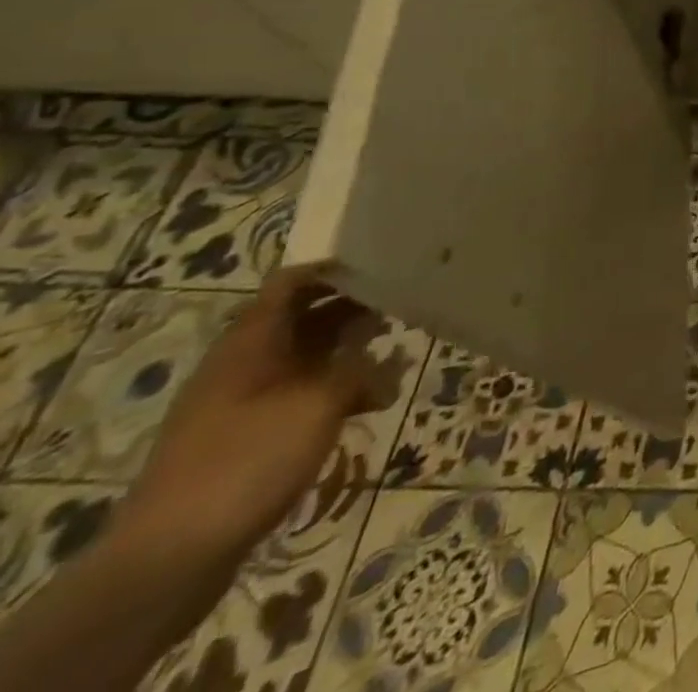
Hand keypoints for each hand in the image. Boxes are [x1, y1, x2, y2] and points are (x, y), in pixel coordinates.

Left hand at [115, 270, 381, 568]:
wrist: (169, 559)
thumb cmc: (248, 460)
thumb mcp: (320, 403)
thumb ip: (360, 371)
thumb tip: (387, 364)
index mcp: (251, 343)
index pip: (292, 283)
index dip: (335, 269)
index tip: (384, 266)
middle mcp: (242, 363)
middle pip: (301, 318)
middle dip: (352, 309)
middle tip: (401, 308)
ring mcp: (239, 403)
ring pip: (303, 358)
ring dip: (347, 352)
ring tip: (392, 356)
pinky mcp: (244, 438)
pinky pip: (296, 395)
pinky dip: (332, 391)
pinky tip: (367, 406)